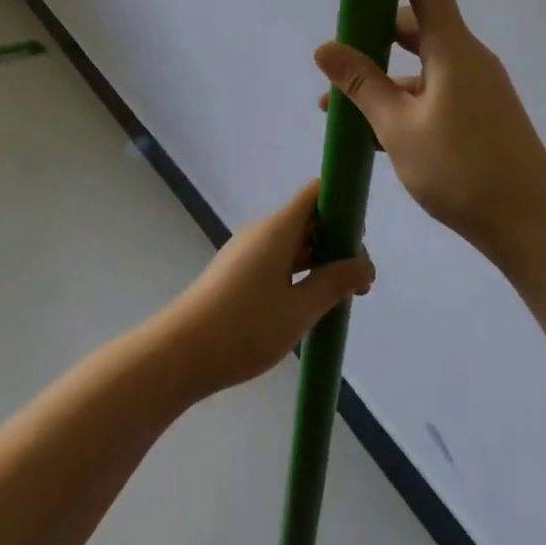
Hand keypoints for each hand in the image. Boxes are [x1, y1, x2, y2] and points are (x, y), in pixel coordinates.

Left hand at [154, 180, 374, 398]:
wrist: (180, 353)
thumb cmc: (245, 327)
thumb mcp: (300, 309)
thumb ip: (335, 283)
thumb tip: (365, 265)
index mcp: (278, 227)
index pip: (317, 192)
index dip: (344, 204)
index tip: (362, 240)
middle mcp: (262, 230)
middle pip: (309, 218)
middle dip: (338, 242)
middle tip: (358, 284)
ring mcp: (247, 250)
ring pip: (294, 242)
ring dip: (320, 262)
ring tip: (340, 299)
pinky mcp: (237, 271)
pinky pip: (277, 259)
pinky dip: (298, 273)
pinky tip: (307, 305)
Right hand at [314, 0, 545, 267]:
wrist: (531, 225)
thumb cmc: (461, 168)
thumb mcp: (398, 127)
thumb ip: (361, 84)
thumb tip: (324, 47)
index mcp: (452, 47)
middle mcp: (467, 58)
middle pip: (416, 25)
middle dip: (372, 34)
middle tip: (336, 55)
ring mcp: (476, 87)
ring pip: (421, 66)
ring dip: (382, 78)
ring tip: (337, 107)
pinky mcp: (480, 115)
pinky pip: (434, 93)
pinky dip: (403, 102)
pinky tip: (372, 133)